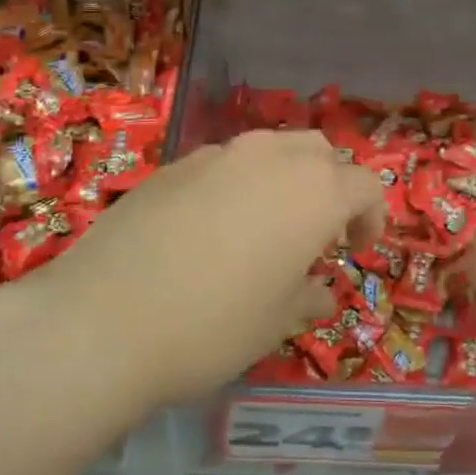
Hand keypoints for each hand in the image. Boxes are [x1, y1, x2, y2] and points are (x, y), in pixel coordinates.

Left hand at [19, 130, 384, 407]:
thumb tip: (319, 291)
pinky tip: (211, 229)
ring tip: (266, 228)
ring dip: (283, 180)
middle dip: (330, 186)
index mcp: (313, 191)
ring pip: (270, 149)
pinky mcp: (172, 164)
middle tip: (318, 233)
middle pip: (319, 152)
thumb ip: (307, 297)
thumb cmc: (212, 325)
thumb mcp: (275, 322)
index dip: (371, 217)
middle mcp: (270, 157)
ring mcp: (216, 154)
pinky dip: (237, 185)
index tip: (356, 252)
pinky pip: (223, 163)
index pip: (365, 184)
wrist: (103, 318)